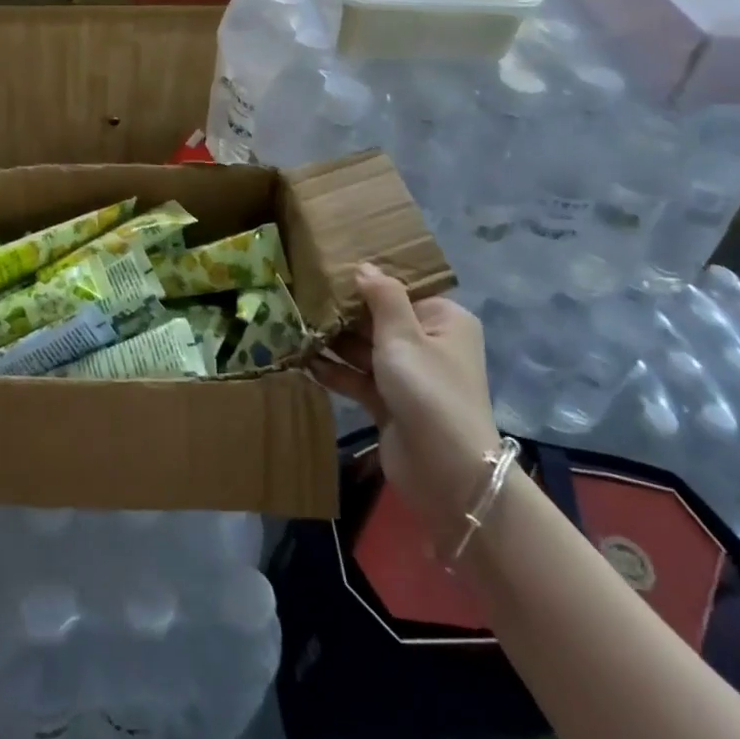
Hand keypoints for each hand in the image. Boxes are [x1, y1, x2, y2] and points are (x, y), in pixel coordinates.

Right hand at [314, 265, 501, 554]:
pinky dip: (335, 371)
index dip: (366, 284)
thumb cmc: (428, 389)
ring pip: (365, 350)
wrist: (445, 472)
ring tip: (294, 326)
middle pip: (379, 320)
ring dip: (334, 342)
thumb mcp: (403, 335)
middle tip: (301, 298)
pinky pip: (358, 378)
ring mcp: (408, 376)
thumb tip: (364, 266)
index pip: (400, 292)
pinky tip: (304, 361)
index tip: (326, 272)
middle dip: (343, 314)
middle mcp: (428, 344)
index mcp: (443, 320)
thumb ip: (382, 296)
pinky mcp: (389, 403)